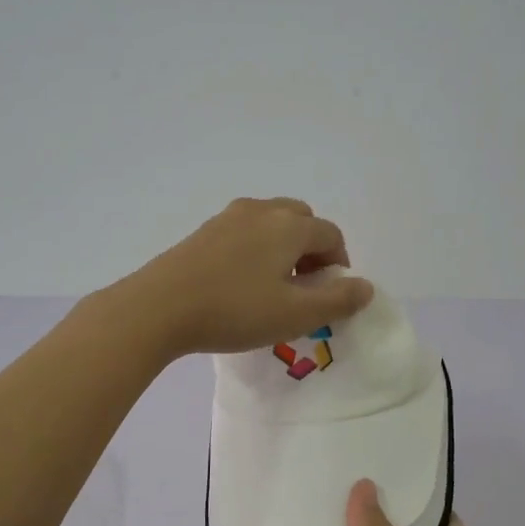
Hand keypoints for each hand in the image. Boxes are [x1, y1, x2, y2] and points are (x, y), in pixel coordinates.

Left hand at [115, 198, 374, 359]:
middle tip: (304, 287)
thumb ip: (337, 300)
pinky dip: (256, 249)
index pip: (331, 235)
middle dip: (312, 250)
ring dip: (283, 248)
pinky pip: (244, 232)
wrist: (159, 307)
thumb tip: (366, 287)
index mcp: (289, 225)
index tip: (330, 295)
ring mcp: (228, 217)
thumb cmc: (235, 311)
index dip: (339, 264)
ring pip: (271, 224)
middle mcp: (262, 210)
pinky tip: (241, 283)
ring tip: (273, 286)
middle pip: (302, 220)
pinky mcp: (203, 231)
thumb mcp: (295, 315)